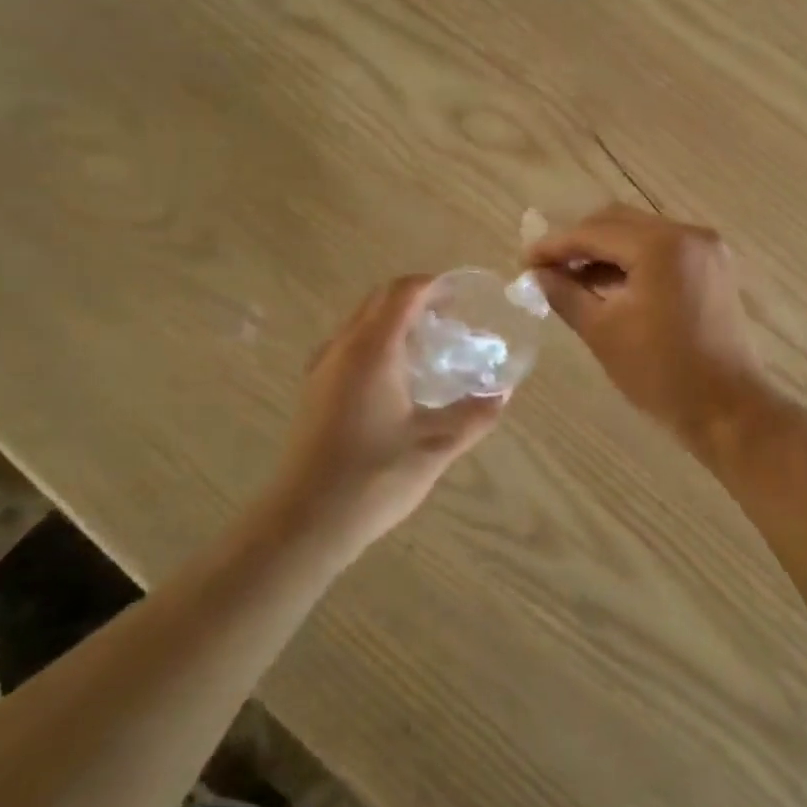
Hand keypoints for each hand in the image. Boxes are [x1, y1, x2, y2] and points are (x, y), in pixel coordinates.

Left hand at [275, 276, 507, 553]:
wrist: (304, 521)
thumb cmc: (372, 478)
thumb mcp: (435, 447)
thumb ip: (474, 415)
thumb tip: (503, 392)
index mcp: (372, 350)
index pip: (403, 293)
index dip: (434, 285)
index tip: (463, 294)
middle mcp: (343, 348)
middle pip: (379, 300)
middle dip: (416, 298)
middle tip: (452, 317)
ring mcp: (322, 369)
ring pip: (360, 322)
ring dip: (394, 320)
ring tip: (429, 345)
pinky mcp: (314, 391)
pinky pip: (348, 346)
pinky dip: (377, 342)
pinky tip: (397, 378)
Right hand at [526, 205, 767, 447]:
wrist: (727, 408)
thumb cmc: (661, 373)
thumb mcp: (603, 332)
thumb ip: (565, 294)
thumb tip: (538, 274)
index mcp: (661, 246)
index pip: (594, 232)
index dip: (555, 245)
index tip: (524, 260)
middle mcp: (687, 234)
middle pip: (618, 222)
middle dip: (579, 242)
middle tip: (545, 268)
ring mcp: (705, 249)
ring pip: (640, 234)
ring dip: (604, 251)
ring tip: (571, 279)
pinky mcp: (712, 267)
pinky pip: (662, 250)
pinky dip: (632, 262)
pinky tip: (608, 284)